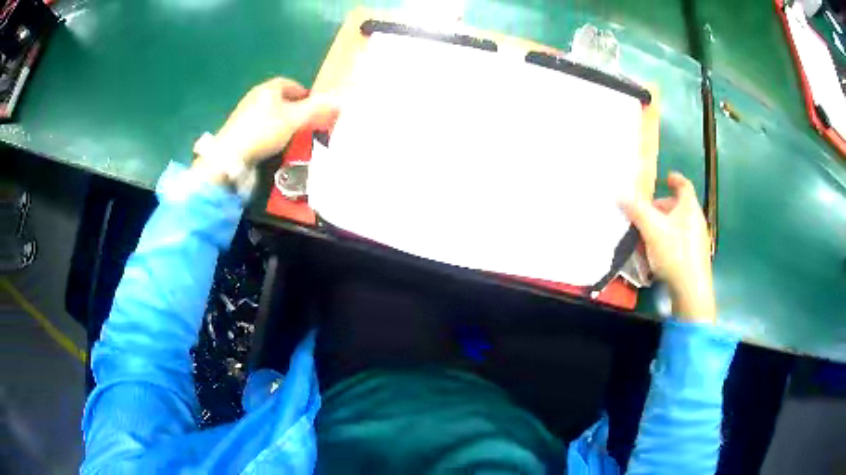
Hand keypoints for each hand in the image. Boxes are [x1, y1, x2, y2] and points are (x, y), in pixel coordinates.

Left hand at [200, 77, 337, 168]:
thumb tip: (339, 100)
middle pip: (278, 97)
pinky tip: (271, 142)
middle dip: (292, 106)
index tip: (313, 105)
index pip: (290, 84)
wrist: (229, 155)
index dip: (303, 93)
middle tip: (304, 120)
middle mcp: (255, 95)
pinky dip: (268, 129)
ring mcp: (243, 111)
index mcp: (269, 88)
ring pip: (268, 111)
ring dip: (280, 118)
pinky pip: (259, 123)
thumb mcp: (294, 119)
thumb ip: (315, 109)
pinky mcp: (237, 128)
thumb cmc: (263, 131)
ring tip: (290, 133)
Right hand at [620, 172, 715, 322]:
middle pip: (679, 206)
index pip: (684, 184)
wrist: (691, 290)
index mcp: (689, 207)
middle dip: (661, 207)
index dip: (674, 179)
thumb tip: (618, 192)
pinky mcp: (695, 258)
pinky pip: (680, 241)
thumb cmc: (674, 252)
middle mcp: (696, 220)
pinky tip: (656, 254)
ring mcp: (698, 240)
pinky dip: (668, 240)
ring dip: (663, 225)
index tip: (664, 178)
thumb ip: (635, 209)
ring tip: (647, 235)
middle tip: (645, 213)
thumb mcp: (651, 228)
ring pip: (678, 225)